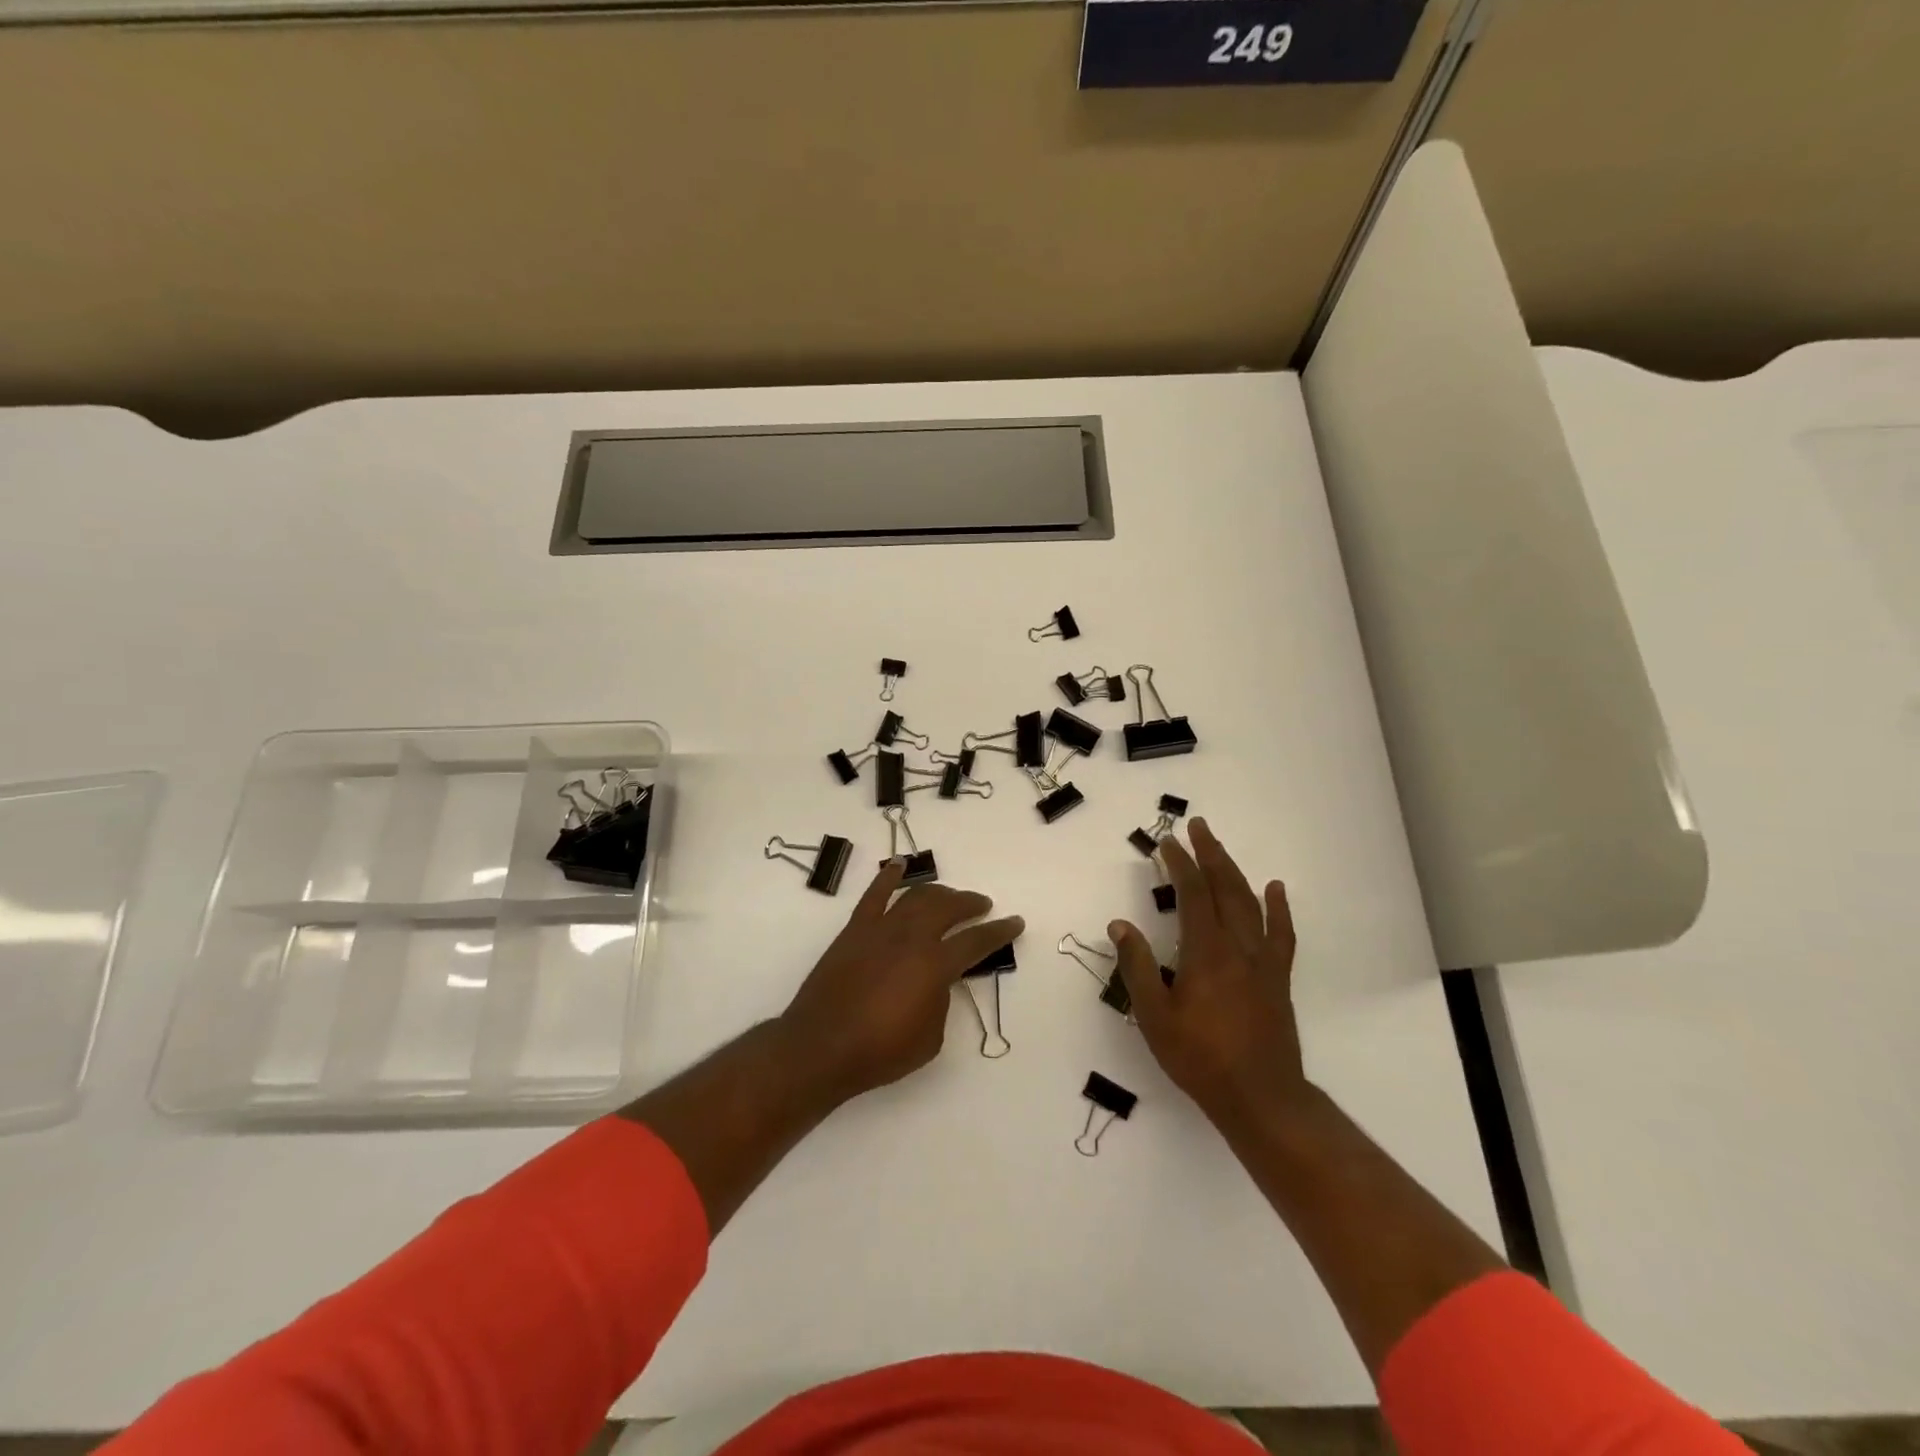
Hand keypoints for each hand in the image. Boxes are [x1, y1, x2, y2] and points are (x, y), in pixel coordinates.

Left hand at [778, 860, 1023, 1103]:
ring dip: (938, 892)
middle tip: (983, 906)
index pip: (976, 941)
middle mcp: (911, 937)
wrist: (821, 1048)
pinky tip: (898, 865)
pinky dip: (888, 877)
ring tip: (950, 896)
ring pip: (916, 897)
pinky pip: (874, 895)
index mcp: (935, 965)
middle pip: (948, 908)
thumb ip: (941, 1002)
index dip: (999, 931)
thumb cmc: (880, 1051)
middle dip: (970, 903)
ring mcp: (881, 929)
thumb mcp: (930, 1038)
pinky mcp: (855, 930)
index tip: (1015, 922)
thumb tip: (936, 981)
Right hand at [1110, 818, 1307, 1128]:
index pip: (1192, 894)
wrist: (1260, 1097)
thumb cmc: (1200, 1057)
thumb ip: (1137, 967)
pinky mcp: (1277, 978)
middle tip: (1197, 827)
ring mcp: (1262, 960)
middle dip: (1209, 854)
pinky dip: (1279, 908)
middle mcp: (1238, 946)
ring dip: (1234, 871)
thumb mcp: (1154, 1016)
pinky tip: (1275, 889)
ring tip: (1220, 848)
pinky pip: (1281, 933)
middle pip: (1225, 888)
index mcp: (1206, 951)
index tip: (1167, 841)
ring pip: (1250, 903)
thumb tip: (1120, 925)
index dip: (1180, 863)